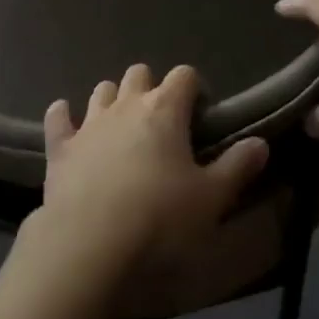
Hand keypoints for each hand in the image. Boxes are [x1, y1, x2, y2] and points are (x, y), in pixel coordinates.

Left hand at [32, 63, 268, 283]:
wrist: (88, 245)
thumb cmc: (158, 220)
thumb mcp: (211, 200)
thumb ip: (237, 168)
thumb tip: (260, 143)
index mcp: (166, 109)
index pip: (184, 75)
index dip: (194, 89)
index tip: (200, 113)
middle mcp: (128, 104)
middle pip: (140, 74)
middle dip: (150, 88)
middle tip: (160, 121)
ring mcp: (90, 123)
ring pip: (102, 90)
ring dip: (112, 99)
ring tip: (120, 124)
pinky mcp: (61, 148)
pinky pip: (58, 118)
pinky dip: (63, 117)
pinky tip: (65, 121)